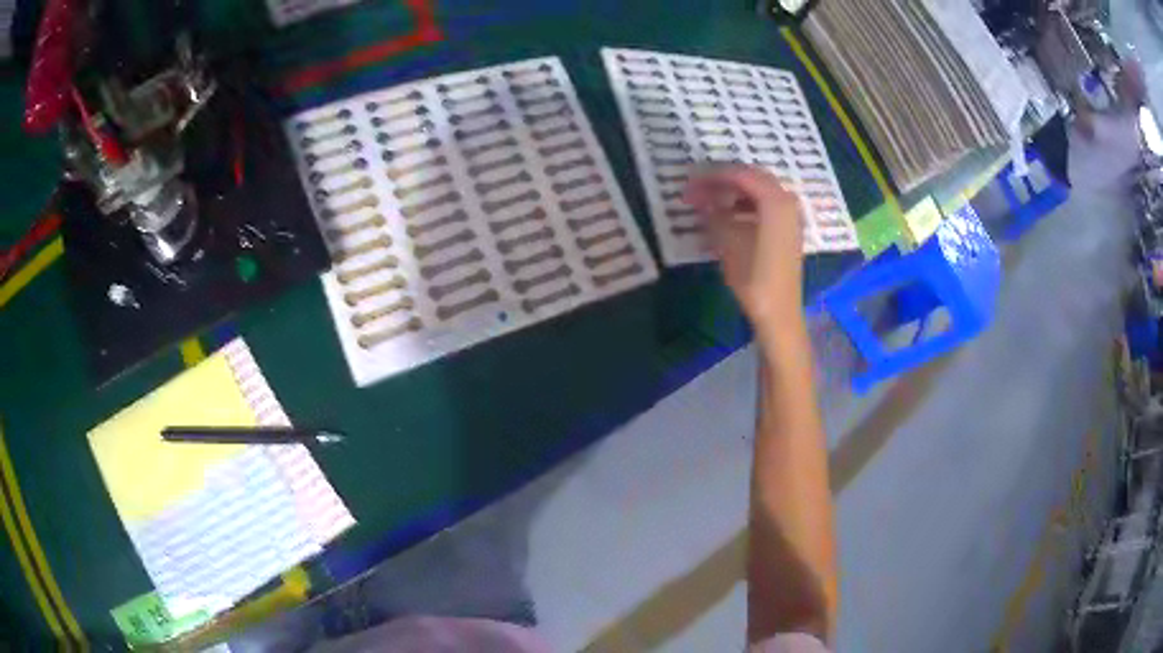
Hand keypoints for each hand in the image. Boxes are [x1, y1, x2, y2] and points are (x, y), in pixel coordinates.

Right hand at [684, 165, 805, 336]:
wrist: (779, 313)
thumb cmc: (753, 278)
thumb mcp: (727, 243)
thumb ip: (714, 214)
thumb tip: (701, 198)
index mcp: (775, 201)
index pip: (740, 175)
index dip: (713, 176)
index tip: (690, 183)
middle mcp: (787, 202)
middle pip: (752, 178)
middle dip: (723, 181)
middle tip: (698, 189)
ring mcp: (790, 217)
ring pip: (759, 192)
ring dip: (734, 193)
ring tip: (709, 203)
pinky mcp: (788, 231)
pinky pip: (765, 206)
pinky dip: (745, 206)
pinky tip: (728, 218)